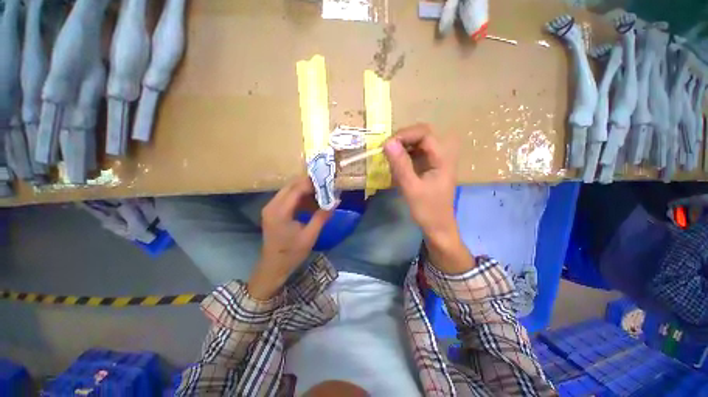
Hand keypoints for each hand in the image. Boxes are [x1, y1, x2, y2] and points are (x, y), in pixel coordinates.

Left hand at [248, 177, 332, 299]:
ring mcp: (271, 207)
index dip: (312, 183)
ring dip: (305, 190)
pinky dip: (300, 197)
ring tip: (321, 194)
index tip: (327, 182)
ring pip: (289, 190)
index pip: (296, 189)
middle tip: (325, 186)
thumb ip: (322, 216)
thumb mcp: (310, 236)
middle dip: (309, 184)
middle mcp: (272, 205)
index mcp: (280, 211)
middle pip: (291, 186)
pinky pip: (288, 198)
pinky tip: (311, 203)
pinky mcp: (273, 211)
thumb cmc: (291, 253)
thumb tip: (336, 201)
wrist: (273, 267)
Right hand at [383, 124, 473, 272]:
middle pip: (421, 136)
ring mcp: (434, 162)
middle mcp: (440, 156)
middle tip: (386, 149)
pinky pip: (415, 155)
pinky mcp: (428, 168)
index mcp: (442, 158)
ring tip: (388, 156)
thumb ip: (400, 165)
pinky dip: (403, 157)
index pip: (424, 133)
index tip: (387, 145)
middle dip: (402, 139)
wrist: (438, 227)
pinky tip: (395, 165)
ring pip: (417, 145)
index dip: (405, 134)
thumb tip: (387, 143)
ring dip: (402, 147)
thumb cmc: (427, 210)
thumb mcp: (411, 188)